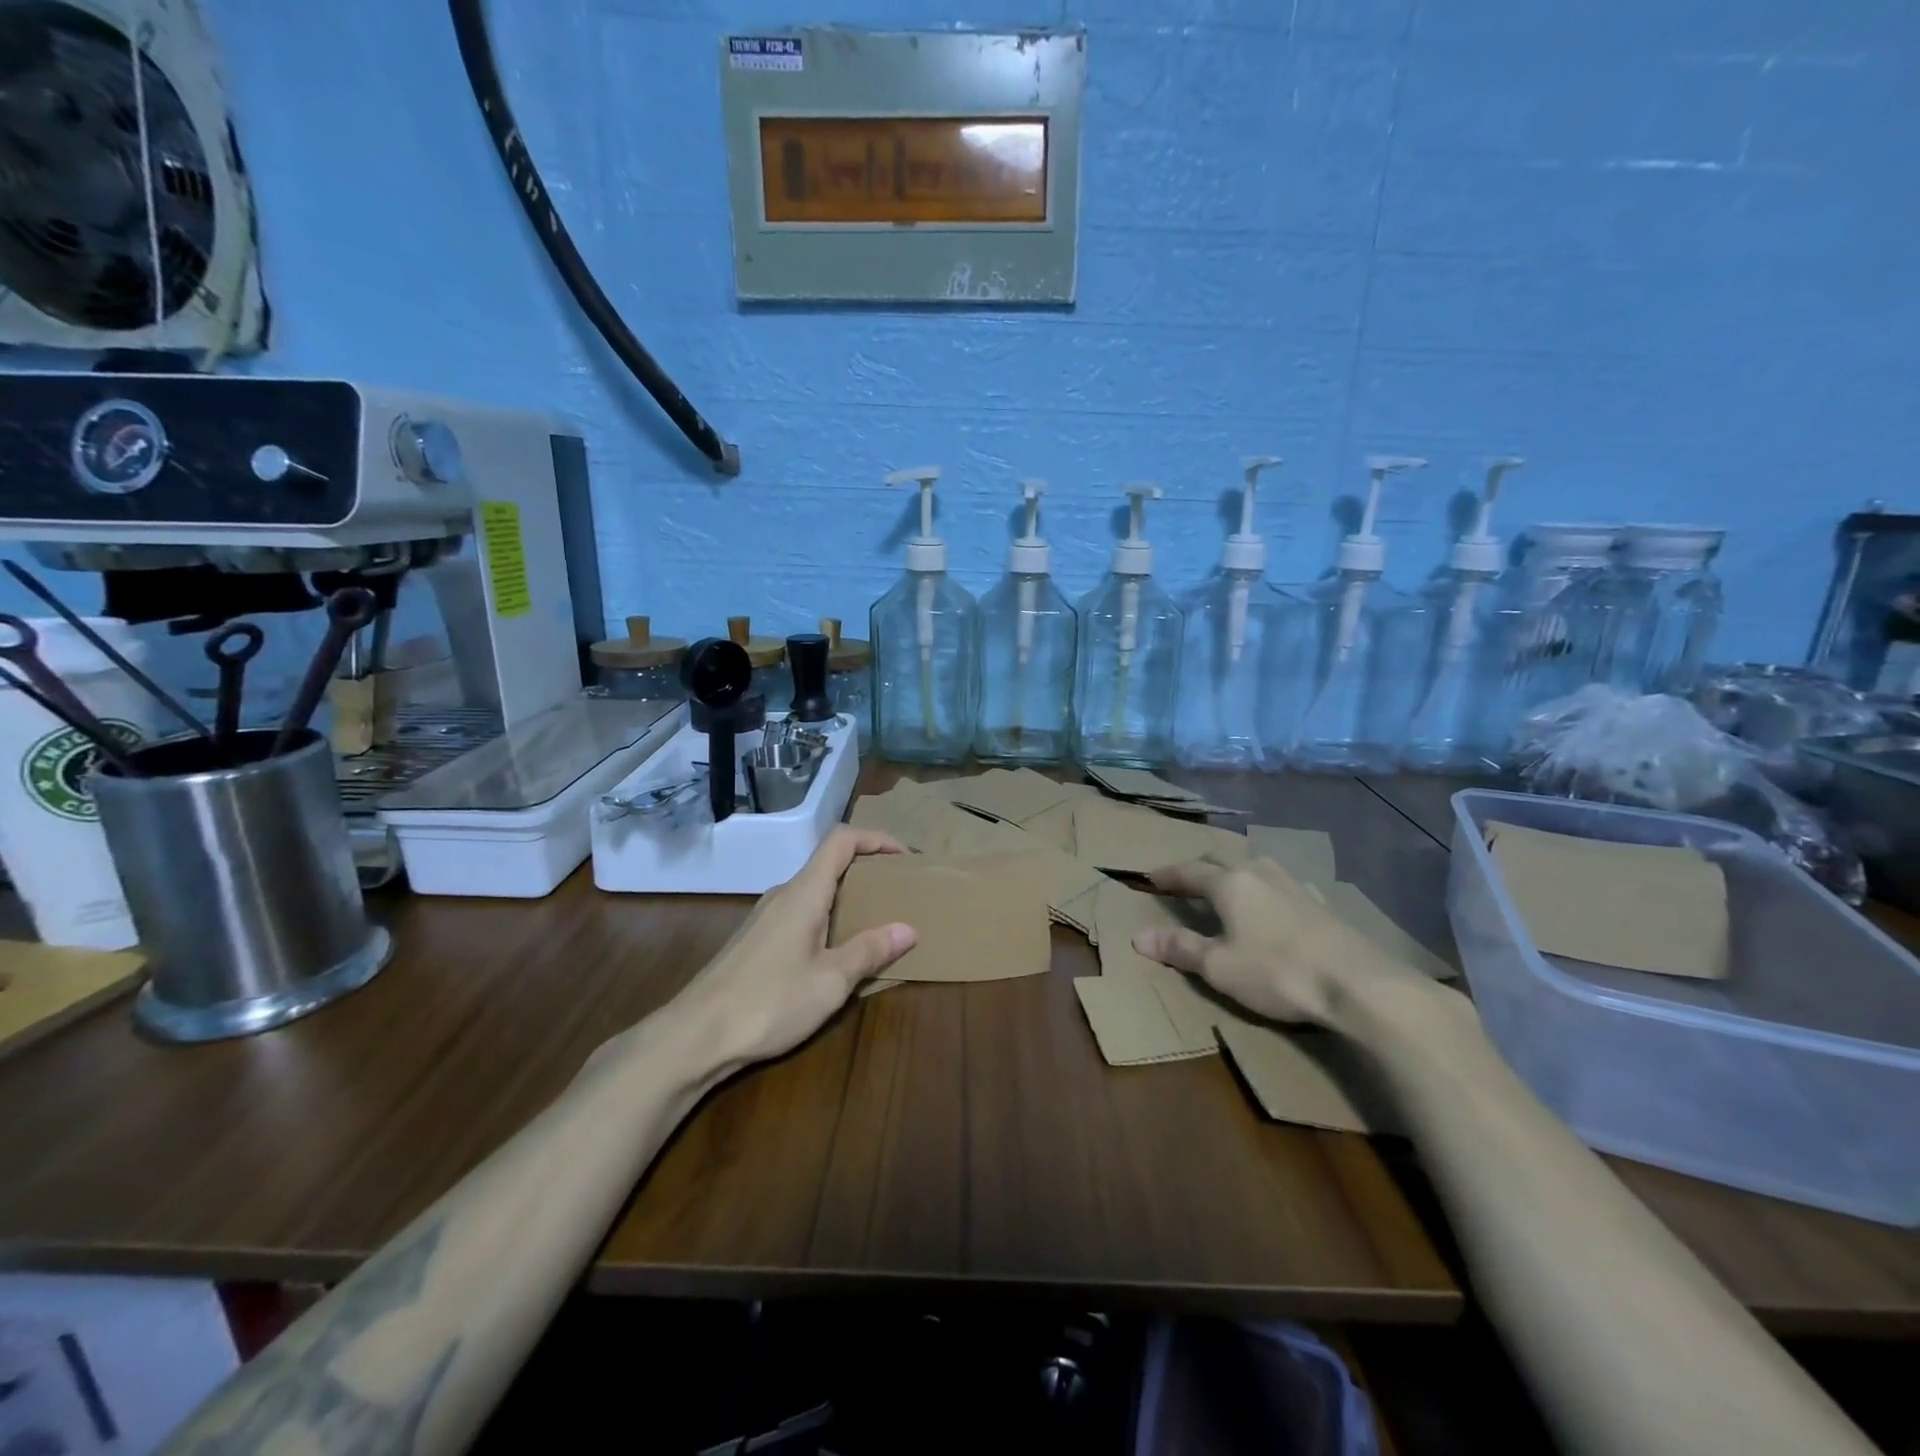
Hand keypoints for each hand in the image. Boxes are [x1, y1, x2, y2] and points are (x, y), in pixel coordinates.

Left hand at [668, 827, 916, 1069]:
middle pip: (829, 864)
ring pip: (814, 892)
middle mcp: (783, 895)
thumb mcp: (830, 981)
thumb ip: (869, 951)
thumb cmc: (768, 1002)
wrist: (694, 1037)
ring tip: (875, 925)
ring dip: (847, 898)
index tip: (905, 858)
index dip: (876, 839)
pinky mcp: (755, 941)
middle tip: (898, 894)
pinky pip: (800, 915)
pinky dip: (827, 920)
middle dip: (867, 871)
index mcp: (803, 893)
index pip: (841, 841)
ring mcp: (765, 918)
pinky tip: (836, 955)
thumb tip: (907, 929)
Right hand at [1132, 856, 1429, 1026]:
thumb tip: (1138, 936)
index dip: (1168, 875)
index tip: (1150, 876)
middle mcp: (1260, 874)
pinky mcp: (1323, 904)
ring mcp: (1296, 886)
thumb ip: (1180, 948)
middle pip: (1223, 860)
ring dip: (1237, 871)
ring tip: (1230, 883)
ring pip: (1257, 865)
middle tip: (1186, 879)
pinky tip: (1277, 901)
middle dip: (1201, 867)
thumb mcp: (1219, 967)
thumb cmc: (1278, 973)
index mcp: (1230, 884)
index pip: (1190, 872)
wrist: (1359, 985)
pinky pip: (1285, 884)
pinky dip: (1268, 887)